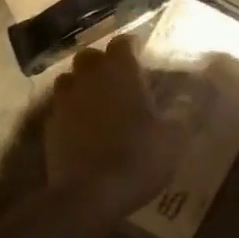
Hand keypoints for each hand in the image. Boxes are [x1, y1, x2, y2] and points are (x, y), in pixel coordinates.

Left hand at [44, 35, 171, 220]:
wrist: (90, 194)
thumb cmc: (138, 157)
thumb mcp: (174, 139)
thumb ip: (181, 115)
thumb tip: (189, 101)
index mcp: (120, 71)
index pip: (122, 43)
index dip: (131, 48)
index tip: (140, 56)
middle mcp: (89, 77)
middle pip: (90, 56)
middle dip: (102, 63)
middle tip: (117, 79)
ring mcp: (65, 100)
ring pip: (69, 79)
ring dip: (81, 84)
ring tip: (96, 101)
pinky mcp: (49, 125)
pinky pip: (60, 108)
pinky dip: (70, 112)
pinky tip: (81, 129)